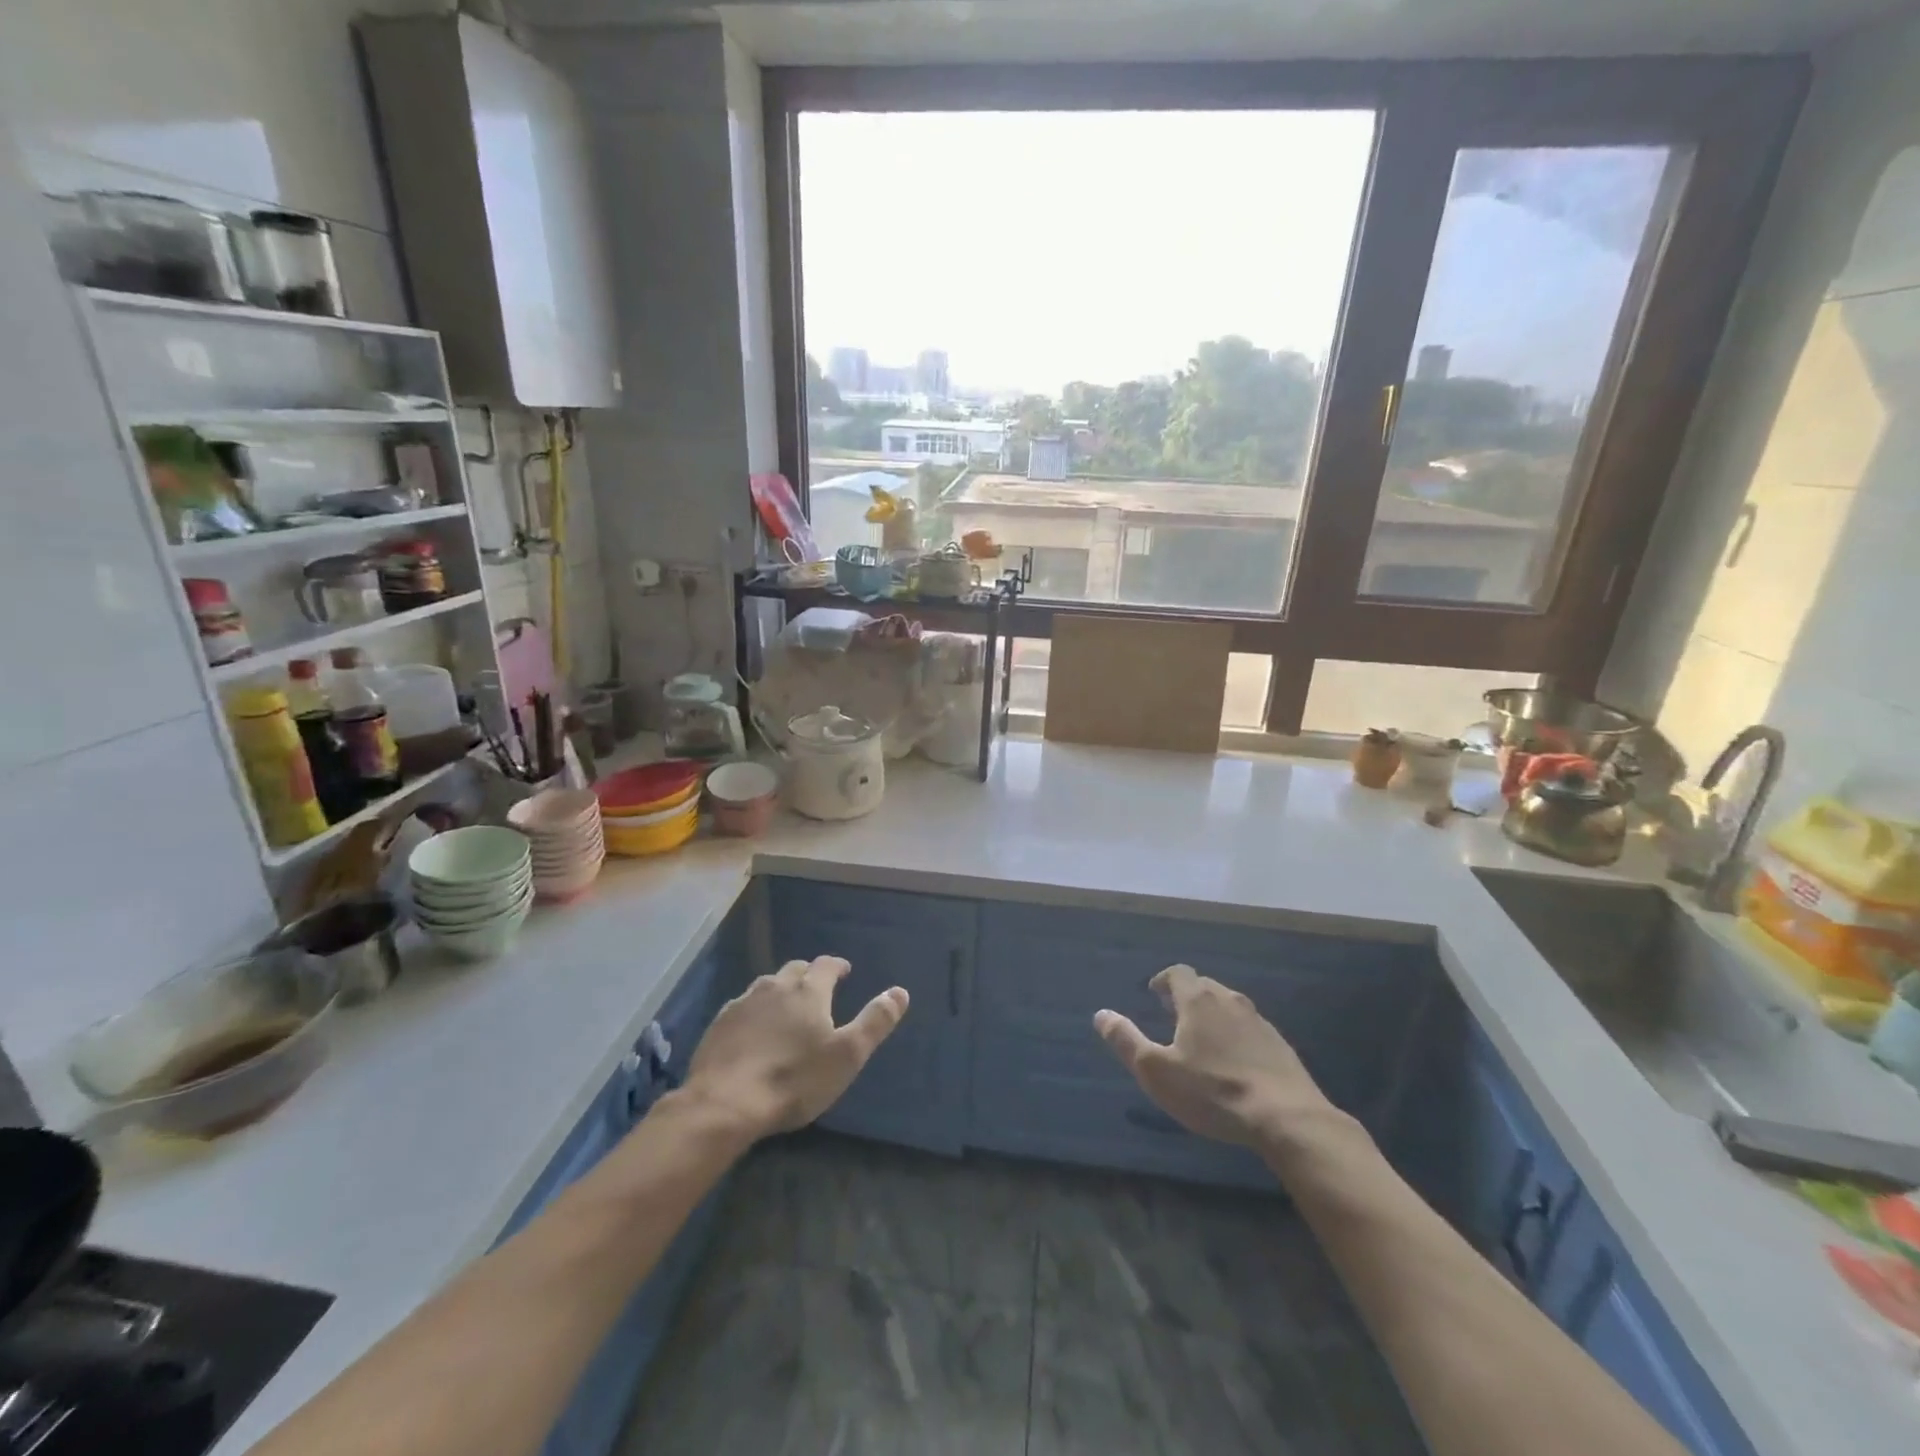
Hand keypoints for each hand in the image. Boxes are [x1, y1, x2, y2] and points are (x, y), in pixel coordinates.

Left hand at [682, 957, 907, 1140]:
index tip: (845, 971)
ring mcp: (743, 1003)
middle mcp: (775, 986)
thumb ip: (875, 1021)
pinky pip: (742, 1007)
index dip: (838, 966)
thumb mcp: (847, 1055)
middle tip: (817, 991)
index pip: (826, 965)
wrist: (725, 1103)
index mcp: (808, 991)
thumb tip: (900, 991)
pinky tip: (753, 1030)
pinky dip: (754, 1011)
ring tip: (786, 1008)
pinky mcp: (719, 1023)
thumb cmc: (795, 1079)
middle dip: (809, 976)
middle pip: (795, 970)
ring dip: (780, 991)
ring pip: (766, 986)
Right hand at [1094, 964, 1336, 1150]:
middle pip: (1204, 986)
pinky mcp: (1280, 1045)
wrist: (1286, 1118)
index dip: (1163, 980)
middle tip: (1173, 1015)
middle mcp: (1229, 1000)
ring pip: (1229, 1006)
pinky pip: (1250, 1029)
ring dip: (1212, 1015)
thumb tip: (1101, 1015)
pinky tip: (1234, 1061)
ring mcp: (1259, 1022)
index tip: (1154, 994)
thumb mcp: (1156, 1071)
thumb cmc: (1212, 1092)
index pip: (1178, 973)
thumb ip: (1126, 1040)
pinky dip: (1236, 1035)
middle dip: (1186, 996)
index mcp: (1198, 1001)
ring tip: (1202, 1038)